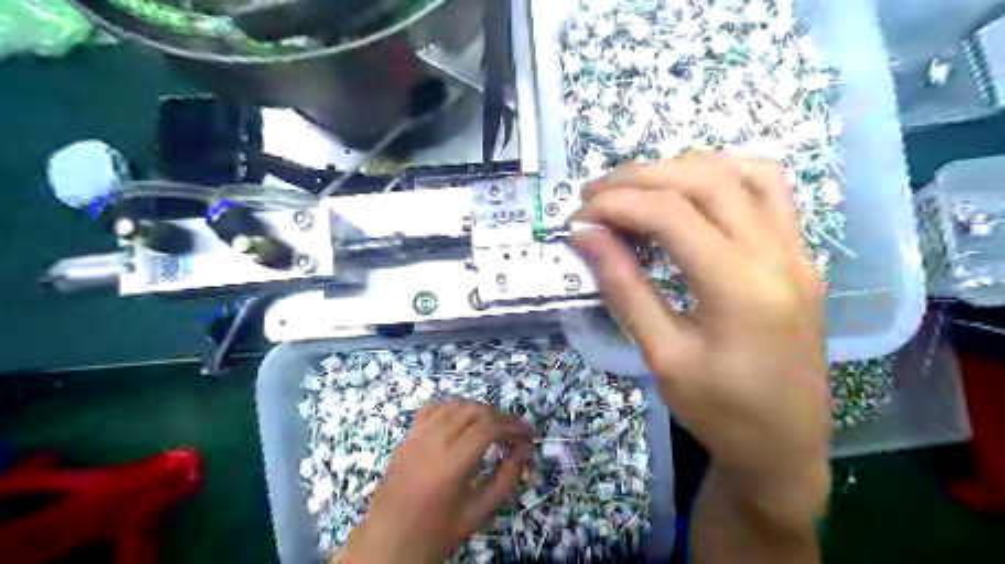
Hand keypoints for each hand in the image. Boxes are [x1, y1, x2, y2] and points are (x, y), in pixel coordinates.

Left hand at [335, 402, 532, 562]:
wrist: (389, 540)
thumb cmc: (437, 531)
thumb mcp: (478, 512)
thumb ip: (506, 479)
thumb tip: (525, 449)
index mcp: (451, 464)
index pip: (489, 428)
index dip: (513, 426)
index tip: (528, 433)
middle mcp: (433, 442)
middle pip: (474, 411)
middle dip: (501, 416)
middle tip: (515, 431)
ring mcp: (417, 435)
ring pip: (455, 405)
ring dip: (480, 410)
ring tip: (494, 425)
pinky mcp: (407, 436)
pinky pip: (433, 408)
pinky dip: (453, 407)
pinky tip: (463, 418)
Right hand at [574, 153, 832, 482]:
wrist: (786, 446)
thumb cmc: (720, 413)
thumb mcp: (662, 355)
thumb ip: (624, 288)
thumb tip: (585, 236)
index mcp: (741, 288)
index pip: (671, 215)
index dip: (616, 205)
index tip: (577, 218)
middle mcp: (777, 255)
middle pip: (704, 180)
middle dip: (639, 178)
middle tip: (594, 195)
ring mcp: (797, 250)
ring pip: (741, 172)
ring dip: (680, 168)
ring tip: (635, 188)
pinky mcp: (800, 254)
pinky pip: (769, 189)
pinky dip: (723, 174)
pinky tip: (691, 190)